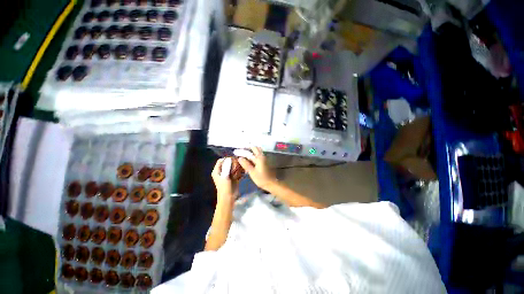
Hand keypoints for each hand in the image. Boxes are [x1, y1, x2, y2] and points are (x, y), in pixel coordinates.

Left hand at [211, 158, 239, 202]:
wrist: (228, 198)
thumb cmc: (224, 187)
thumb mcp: (225, 176)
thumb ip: (227, 167)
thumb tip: (230, 159)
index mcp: (216, 171)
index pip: (220, 161)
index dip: (226, 159)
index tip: (233, 159)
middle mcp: (221, 172)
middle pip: (227, 163)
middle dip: (233, 162)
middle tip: (239, 163)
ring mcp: (228, 175)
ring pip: (233, 167)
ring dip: (237, 166)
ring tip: (242, 167)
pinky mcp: (233, 178)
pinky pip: (236, 172)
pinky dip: (240, 171)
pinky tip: (243, 172)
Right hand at [238, 147, 276, 190]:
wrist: (270, 183)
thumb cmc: (261, 178)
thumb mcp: (252, 172)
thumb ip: (246, 164)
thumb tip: (239, 158)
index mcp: (260, 157)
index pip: (253, 148)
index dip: (247, 147)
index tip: (241, 148)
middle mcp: (263, 156)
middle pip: (256, 149)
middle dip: (249, 148)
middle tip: (242, 151)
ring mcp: (264, 159)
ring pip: (257, 153)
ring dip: (252, 153)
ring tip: (244, 155)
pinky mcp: (265, 163)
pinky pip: (258, 157)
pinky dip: (254, 157)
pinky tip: (249, 161)